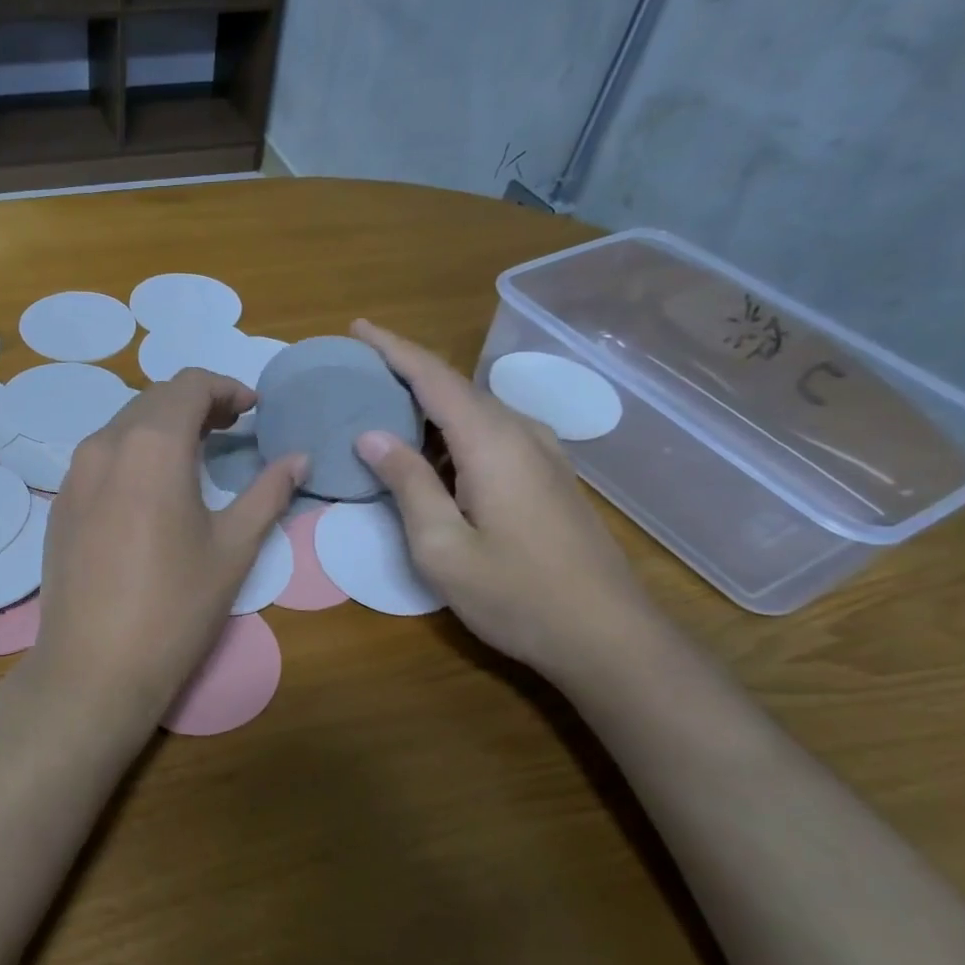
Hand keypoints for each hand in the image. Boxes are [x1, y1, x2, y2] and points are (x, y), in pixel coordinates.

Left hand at [30, 369, 304, 731]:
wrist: (94, 667)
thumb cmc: (175, 607)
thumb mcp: (234, 548)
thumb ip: (268, 493)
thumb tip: (299, 459)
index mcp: (151, 445)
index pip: (189, 384)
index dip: (226, 388)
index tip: (253, 410)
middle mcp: (105, 444)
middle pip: (154, 399)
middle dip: (197, 403)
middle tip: (232, 429)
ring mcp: (75, 473)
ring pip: (124, 425)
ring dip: (163, 427)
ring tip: (197, 455)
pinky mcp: (61, 503)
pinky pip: (102, 456)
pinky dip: (134, 452)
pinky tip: (152, 489)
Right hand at [350, 320, 660, 683]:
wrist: (607, 637)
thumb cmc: (516, 595)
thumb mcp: (442, 547)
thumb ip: (408, 484)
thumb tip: (371, 435)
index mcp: (492, 443)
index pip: (434, 377)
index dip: (393, 349)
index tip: (357, 327)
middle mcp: (521, 434)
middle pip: (455, 388)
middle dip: (405, 373)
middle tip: (357, 374)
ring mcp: (543, 455)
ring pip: (475, 411)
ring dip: (428, 405)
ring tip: (383, 410)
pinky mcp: (550, 478)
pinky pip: (492, 435)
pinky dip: (453, 431)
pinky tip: (433, 455)